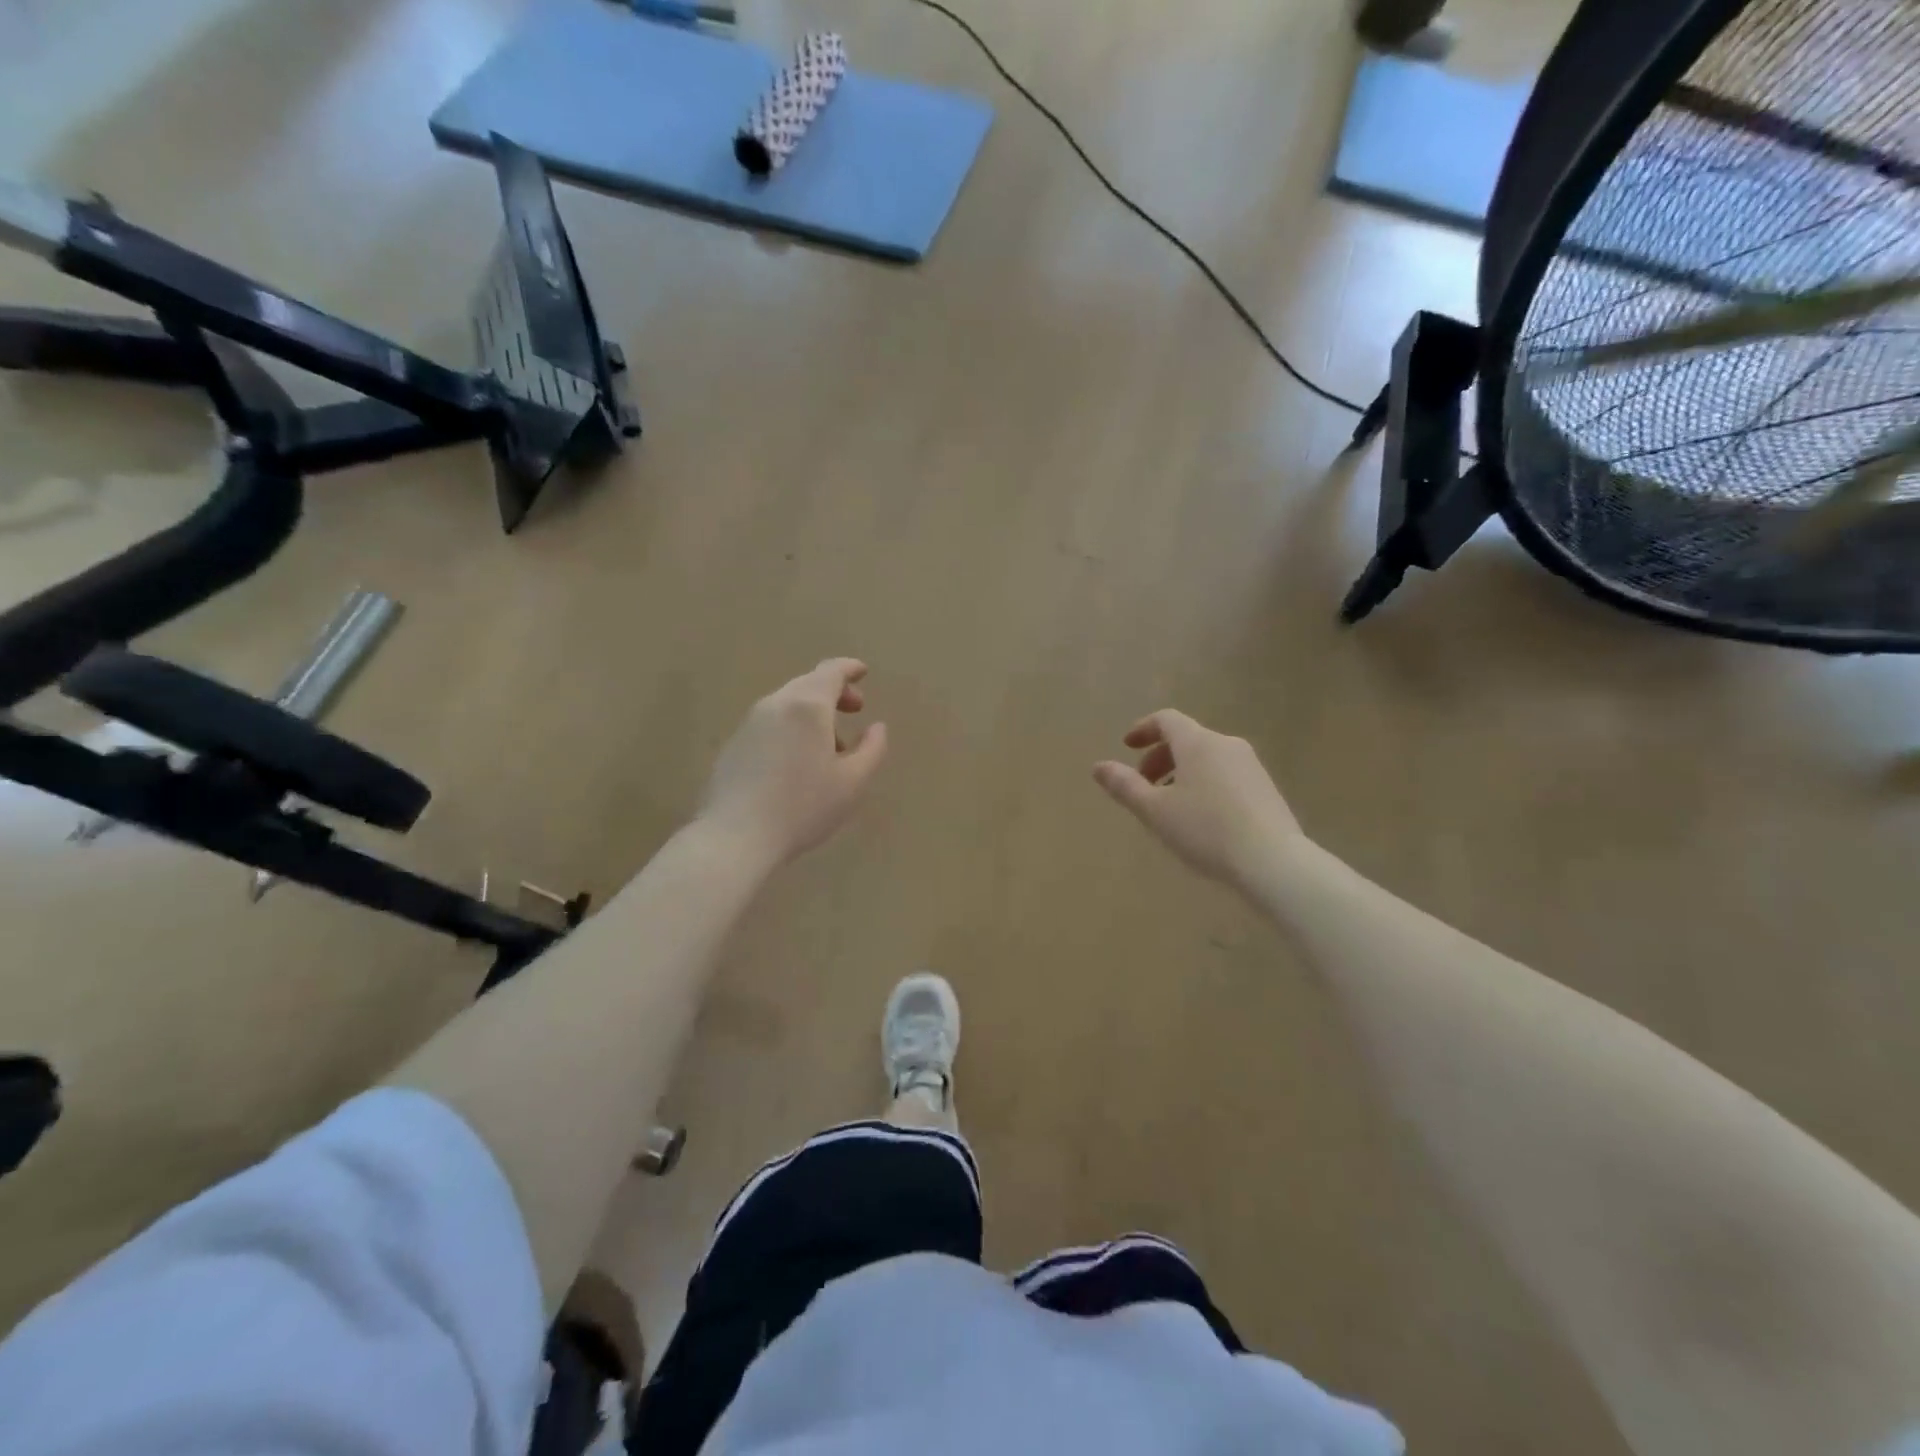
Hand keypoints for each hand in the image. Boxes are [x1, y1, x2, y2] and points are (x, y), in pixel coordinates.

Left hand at [697, 659, 888, 868]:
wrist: (736, 836)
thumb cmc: (803, 806)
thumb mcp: (853, 782)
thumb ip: (872, 749)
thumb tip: (877, 727)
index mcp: (807, 706)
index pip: (831, 672)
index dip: (849, 669)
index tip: (863, 672)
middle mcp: (776, 704)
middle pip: (808, 684)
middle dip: (834, 691)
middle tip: (855, 710)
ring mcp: (750, 723)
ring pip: (788, 704)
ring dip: (813, 713)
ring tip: (831, 746)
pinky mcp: (734, 744)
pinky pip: (771, 722)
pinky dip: (792, 727)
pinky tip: (799, 761)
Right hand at [1093, 710, 1302, 896]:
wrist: (1273, 860)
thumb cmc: (1205, 830)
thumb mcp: (1155, 811)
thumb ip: (1124, 786)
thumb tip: (1098, 766)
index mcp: (1197, 743)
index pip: (1166, 719)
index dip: (1143, 729)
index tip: (1127, 747)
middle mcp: (1225, 744)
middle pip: (1186, 738)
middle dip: (1160, 756)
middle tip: (1143, 784)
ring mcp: (1250, 764)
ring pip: (1207, 756)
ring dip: (1181, 771)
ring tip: (1170, 804)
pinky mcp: (1265, 786)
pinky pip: (1225, 772)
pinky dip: (1204, 781)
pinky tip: (1201, 816)